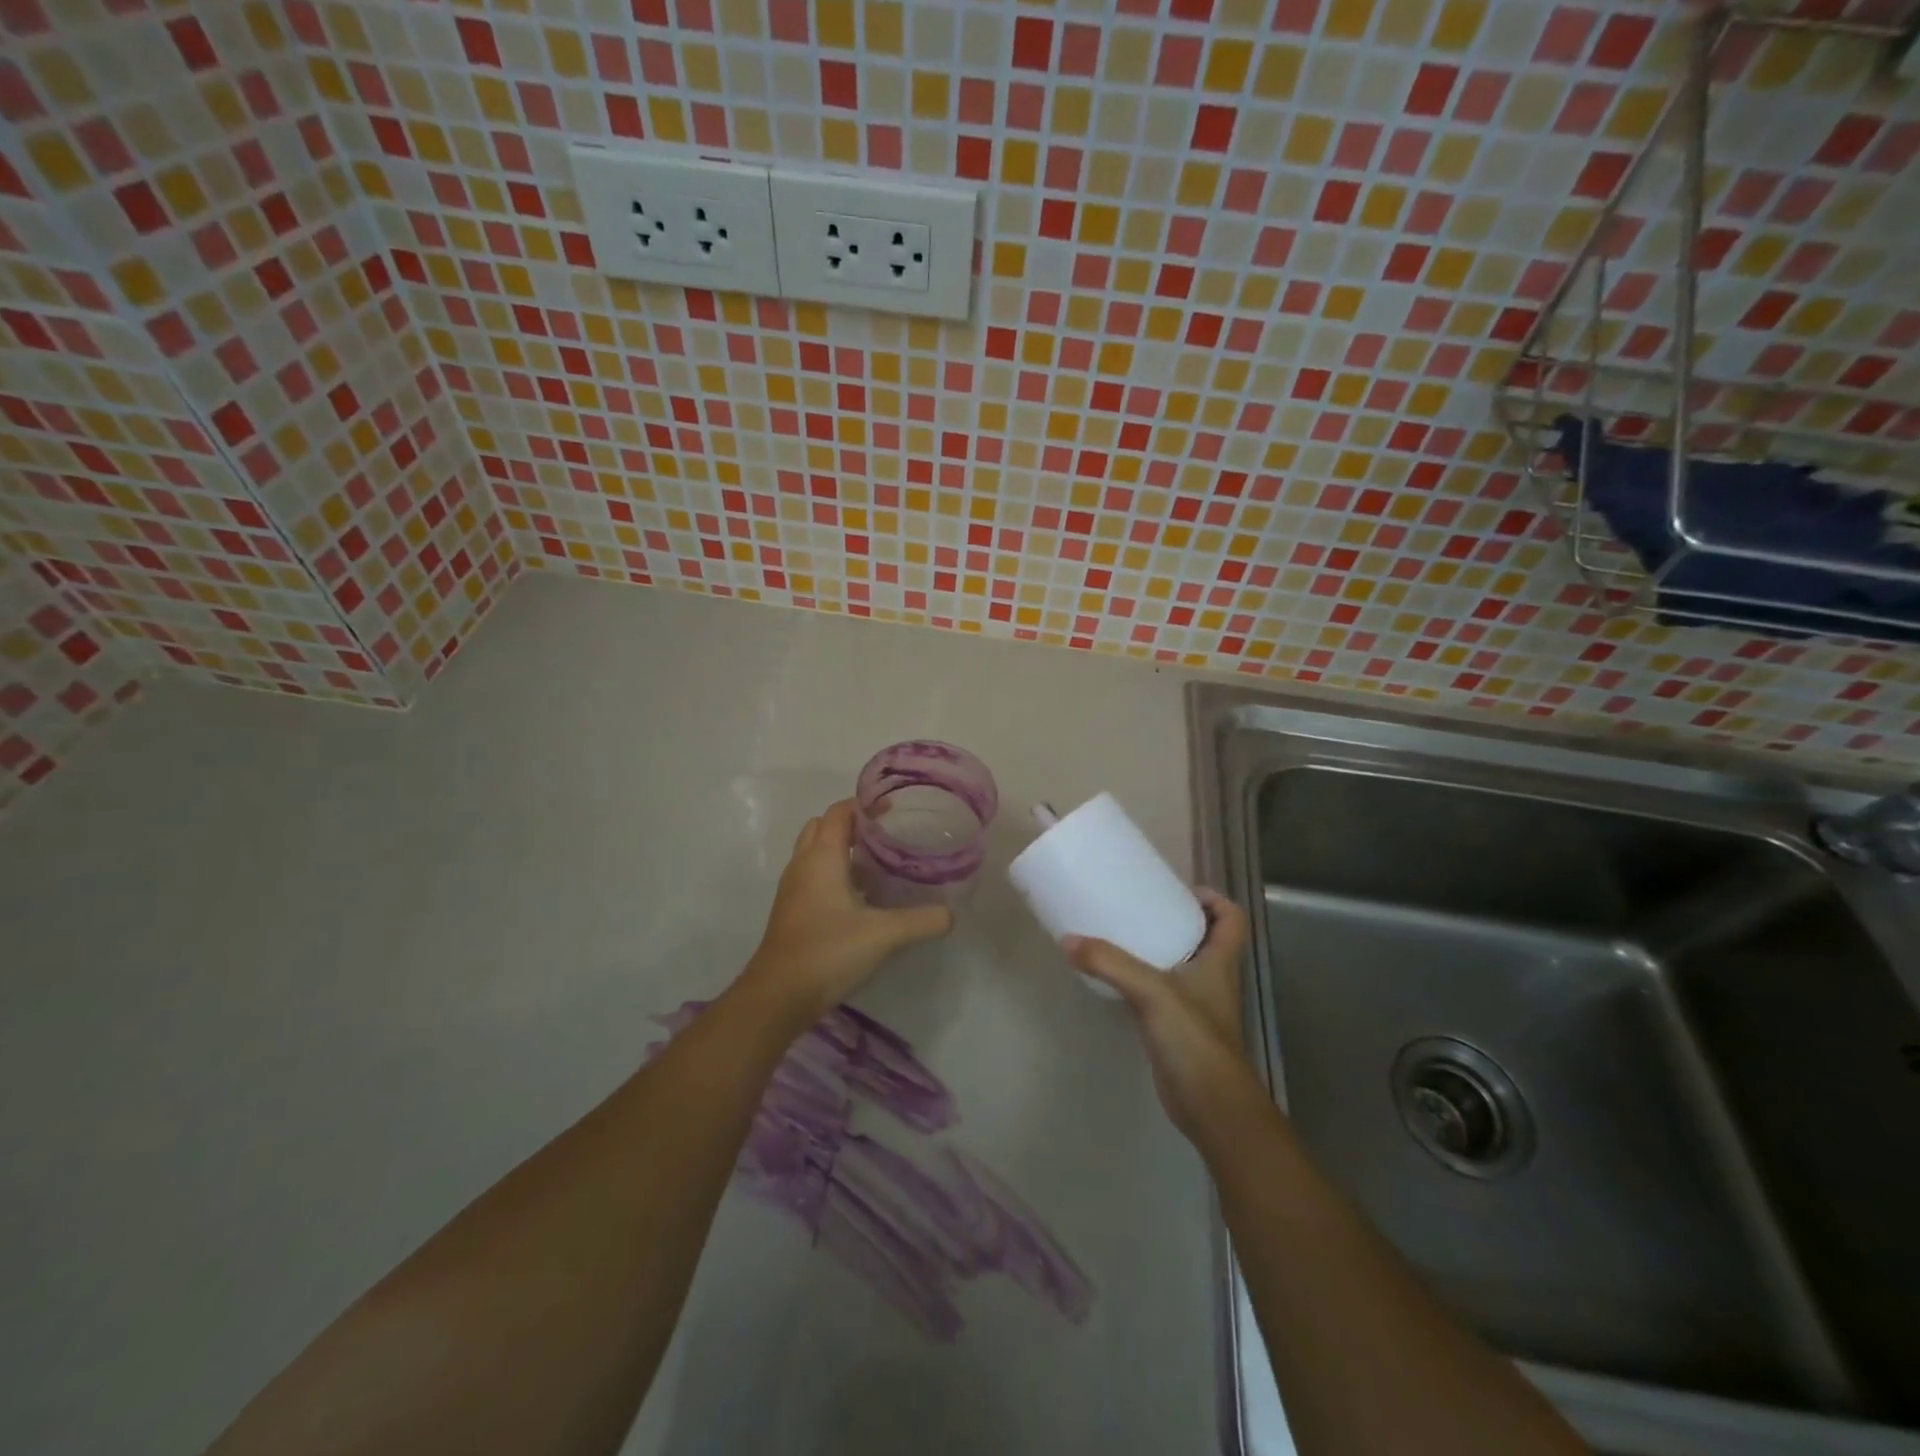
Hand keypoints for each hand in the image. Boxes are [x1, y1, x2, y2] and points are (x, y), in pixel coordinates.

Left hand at [739, 799, 952, 1021]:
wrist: (778, 995)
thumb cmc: (828, 951)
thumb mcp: (884, 935)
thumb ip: (922, 920)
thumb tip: (951, 914)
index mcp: (822, 857)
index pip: (839, 812)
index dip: (865, 805)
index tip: (893, 809)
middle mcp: (803, 864)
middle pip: (823, 826)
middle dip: (852, 824)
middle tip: (885, 835)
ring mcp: (793, 888)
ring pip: (815, 852)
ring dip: (841, 850)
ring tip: (878, 863)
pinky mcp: (792, 910)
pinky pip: (813, 876)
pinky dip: (834, 874)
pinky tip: (861, 898)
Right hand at [1065, 890, 1257, 1139]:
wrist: (1211, 1107)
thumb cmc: (1194, 1039)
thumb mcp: (1151, 991)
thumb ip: (1110, 963)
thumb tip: (1068, 940)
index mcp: (1220, 962)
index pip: (1233, 919)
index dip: (1214, 899)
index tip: (1179, 890)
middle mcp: (1212, 980)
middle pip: (1206, 938)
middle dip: (1178, 919)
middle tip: (1141, 906)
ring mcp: (1197, 1006)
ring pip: (1182, 965)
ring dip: (1159, 949)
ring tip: (1122, 935)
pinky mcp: (1178, 1029)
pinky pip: (1162, 992)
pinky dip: (1143, 980)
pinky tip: (1116, 979)